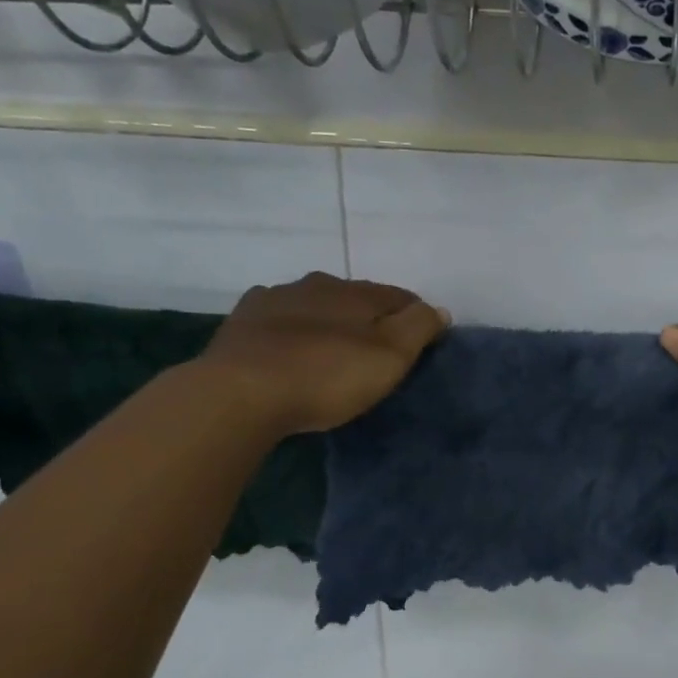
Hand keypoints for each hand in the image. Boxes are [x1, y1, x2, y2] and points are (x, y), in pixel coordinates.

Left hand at [193, 273, 449, 434]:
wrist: (239, 393)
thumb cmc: (326, 374)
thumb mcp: (391, 354)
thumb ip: (419, 326)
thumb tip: (438, 309)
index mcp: (356, 291)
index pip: (400, 296)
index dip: (416, 317)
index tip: (422, 342)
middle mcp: (317, 284)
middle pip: (356, 298)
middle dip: (370, 318)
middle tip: (376, 352)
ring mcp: (275, 299)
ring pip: (315, 305)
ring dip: (328, 321)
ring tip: (331, 352)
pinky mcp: (242, 322)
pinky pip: (278, 319)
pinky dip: (290, 329)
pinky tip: (287, 348)